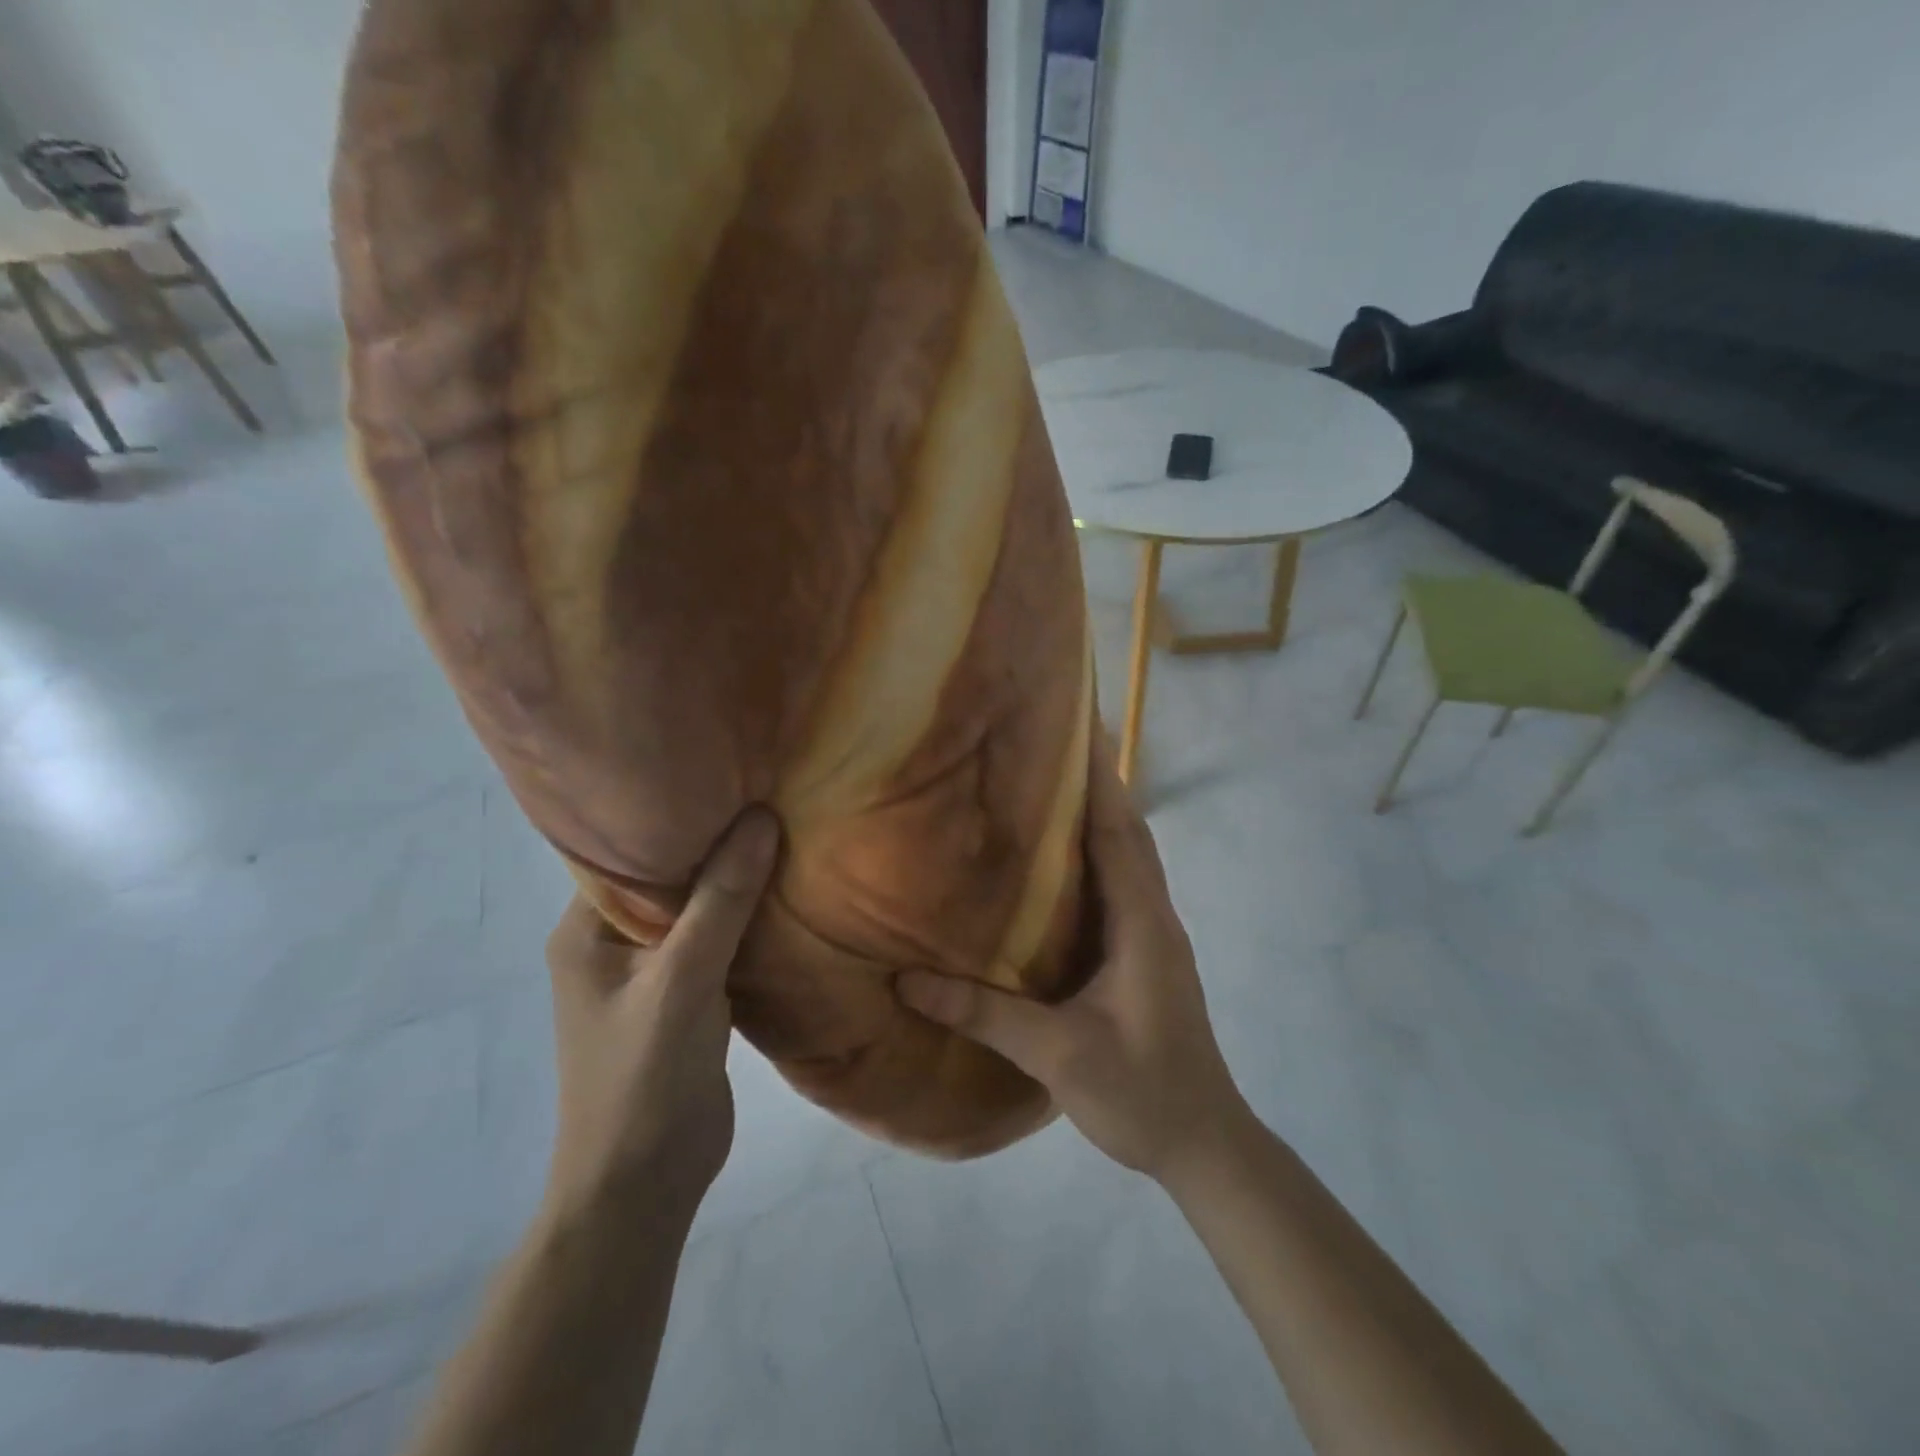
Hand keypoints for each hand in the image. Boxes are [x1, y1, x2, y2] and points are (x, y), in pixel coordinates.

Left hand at [543, 809, 779, 1225]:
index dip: (675, 812)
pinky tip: (788, 893)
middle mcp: (613, 942)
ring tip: (786, 830)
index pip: (628, 850)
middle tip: (769, 795)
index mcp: (586, 929)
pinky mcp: (686, 995)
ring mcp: (651, 971)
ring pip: (699, 909)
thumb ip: (721, 901)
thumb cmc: (643, 1078)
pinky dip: (748, 921)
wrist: (645, 1185)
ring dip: (736, 883)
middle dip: (716, 843)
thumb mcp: (683, 981)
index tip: (730, 776)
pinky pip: (719, 941)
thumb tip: (760, 818)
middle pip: (669, 876)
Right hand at [897, 737, 1246, 1181]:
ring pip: (1131, 856)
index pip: (1118, 833)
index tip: (1079, 727)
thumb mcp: (1058, 1055)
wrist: (1204, 1142)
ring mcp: (1156, 934)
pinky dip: (1102, 852)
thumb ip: (984, 1015)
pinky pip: (1124, 884)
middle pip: (1129, 832)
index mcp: (1142, 923)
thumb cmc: (1141, 1091)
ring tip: (1056, 784)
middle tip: (1056, 743)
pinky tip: (1066, 860)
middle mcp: (1155, 915)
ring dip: (1103, 814)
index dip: (1099, 779)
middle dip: (1100, 783)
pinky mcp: (1148, 953)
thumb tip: (907, 980)